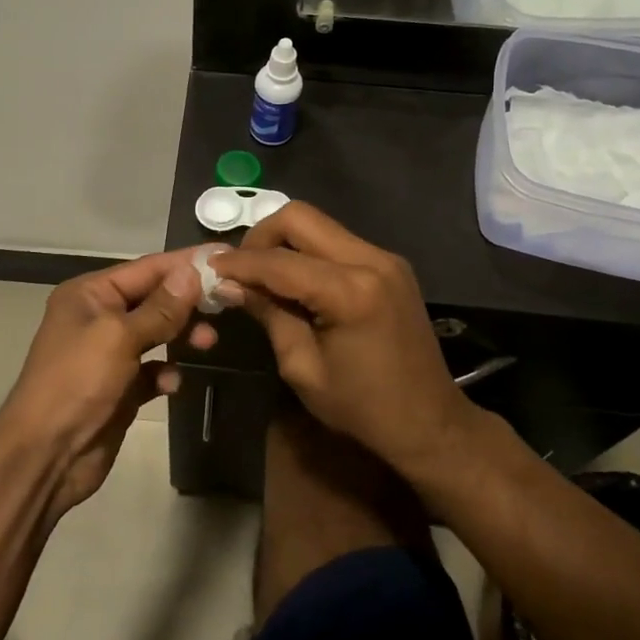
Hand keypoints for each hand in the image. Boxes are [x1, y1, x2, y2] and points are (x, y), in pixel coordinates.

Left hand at [0, 249, 220, 517]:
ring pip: (157, 334)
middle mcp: (98, 317)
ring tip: (208, 343)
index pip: (146, 268)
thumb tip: (192, 272)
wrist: (47, 454)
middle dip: (188, 302)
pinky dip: (166, 373)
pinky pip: (152, 370)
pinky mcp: (119, 388)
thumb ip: (160, 307)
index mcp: (89, 294)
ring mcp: (108, 354)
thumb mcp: (119, 337)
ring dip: (182, 335)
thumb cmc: (78, 382)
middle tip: (226, 305)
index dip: (185, 263)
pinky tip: (171, 384)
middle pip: (154, 299)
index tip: (225, 257)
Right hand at [210, 204, 470, 471]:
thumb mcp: (302, 368)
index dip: (238, 263)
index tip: (209, 268)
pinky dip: (308, 252)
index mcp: (349, 292)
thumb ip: (268, 315)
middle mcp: (371, 261)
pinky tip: (295, 281)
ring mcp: (385, 258)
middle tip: (241, 269)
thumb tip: (229, 285)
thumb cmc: (362, 408)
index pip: (278, 261)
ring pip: (319, 224)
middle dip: (261, 236)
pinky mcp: (390, 265)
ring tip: (263, 276)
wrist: (430, 422)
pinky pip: (337, 241)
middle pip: (300, 217)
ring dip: (285, 242)